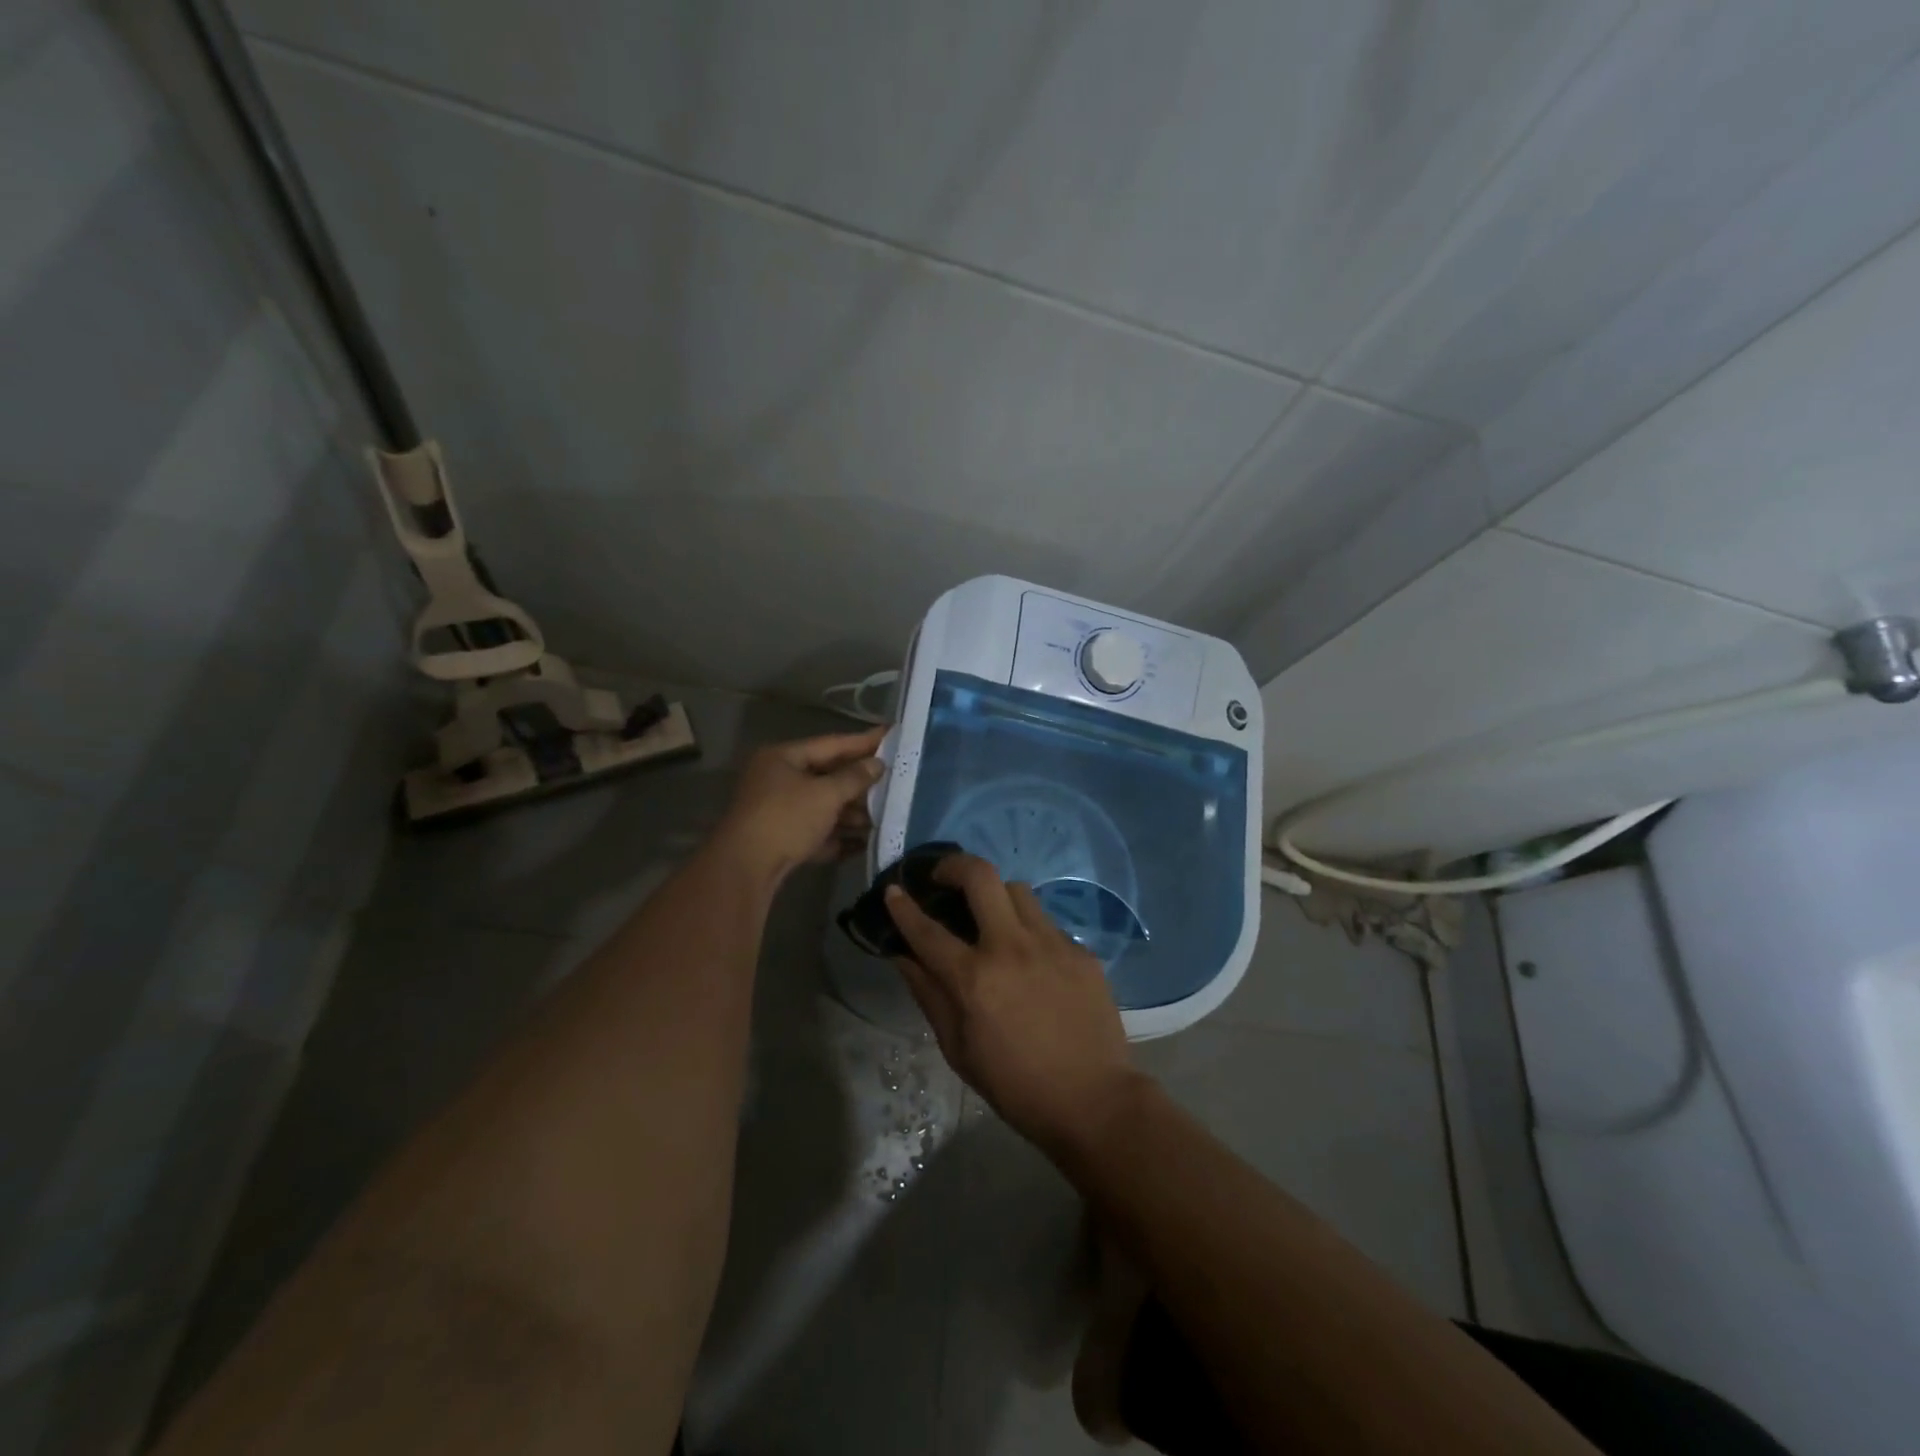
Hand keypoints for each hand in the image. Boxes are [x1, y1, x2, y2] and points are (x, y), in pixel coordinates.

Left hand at [714, 726, 885, 883]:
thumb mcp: (826, 794)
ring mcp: (777, 811)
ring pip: (822, 806)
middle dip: (859, 783)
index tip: (891, 735)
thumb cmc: (786, 819)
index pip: (831, 744)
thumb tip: (877, 764)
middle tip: (894, 780)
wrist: (745, 869)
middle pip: (827, 776)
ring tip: (884, 816)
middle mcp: (778, 779)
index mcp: (783, 758)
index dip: (863, 741)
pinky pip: (816, 832)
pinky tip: (864, 843)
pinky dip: (838, 836)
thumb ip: (854, 778)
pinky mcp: (781, 840)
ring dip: (852, 813)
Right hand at [885, 853, 1141, 1154]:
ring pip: (1018, 891)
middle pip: (981, 876)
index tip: (894, 890)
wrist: (1093, 1101)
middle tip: (944, 878)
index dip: (904, 907)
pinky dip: (1029, 932)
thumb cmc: (1016, 1085)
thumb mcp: (959, 1050)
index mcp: (975, 978)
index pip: (928, 930)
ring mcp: (1052, 944)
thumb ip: (929, 996)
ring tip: (991, 919)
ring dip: (996, 896)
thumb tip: (904, 958)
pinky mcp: (1082, 952)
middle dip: (954, 865)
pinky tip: (1031, 961)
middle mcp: (1012, 948)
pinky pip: (1047, 924)